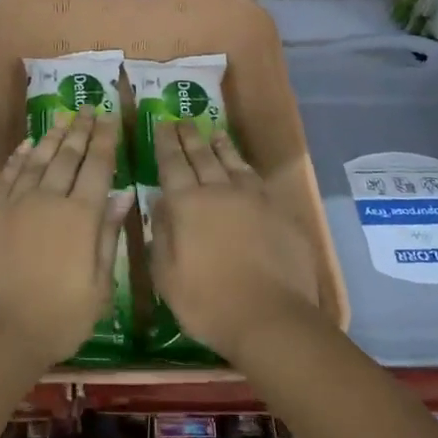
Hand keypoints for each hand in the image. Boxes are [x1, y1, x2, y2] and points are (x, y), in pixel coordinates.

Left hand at [0, 109, 126, 369]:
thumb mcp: (99, 285)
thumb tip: (124, 195)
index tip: (110, 118)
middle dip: (81, 130)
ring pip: (37, 159)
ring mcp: (15, 201)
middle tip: (88, 108)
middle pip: (68, 155)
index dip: (105, 140)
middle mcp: (49, 198)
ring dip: (52, 136)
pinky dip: (19, 156)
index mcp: (81, 215)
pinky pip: (7, 174)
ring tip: (63, 117)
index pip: (97, 166)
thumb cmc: (59, 317)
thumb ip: (109, 235)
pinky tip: (27, 145)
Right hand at [149, 119, 321, 361]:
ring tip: (213, 131)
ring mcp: (253, 199)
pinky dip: (245, 166)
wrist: (270, 317)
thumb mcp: (166, 275)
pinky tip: (243, 165)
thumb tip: (158, 202)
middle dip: (189, 137)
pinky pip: (257, 179)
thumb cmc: (207, 302)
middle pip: (202, 156)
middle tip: (182, 120)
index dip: (165, 143)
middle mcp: (219, 191)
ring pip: (232, 162)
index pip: (172, 164)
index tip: (161, 123)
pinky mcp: (279, 211)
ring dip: (220, 145)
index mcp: (187, 204)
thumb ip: (161, 234)